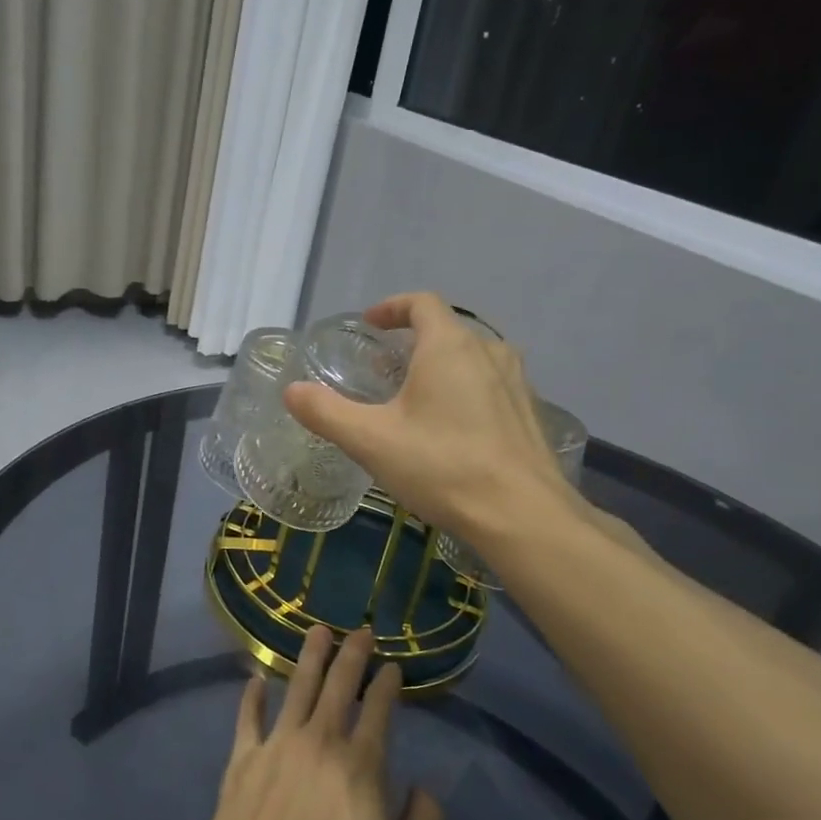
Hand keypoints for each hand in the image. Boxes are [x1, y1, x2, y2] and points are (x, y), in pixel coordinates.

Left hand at [205, 625, 443, 819]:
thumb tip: (426, 788)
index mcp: (361, 764)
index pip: (378, 709)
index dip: (387, 682)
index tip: (392, 665)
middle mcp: (320, 741)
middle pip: (338, 685)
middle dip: (352, 654)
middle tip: (360, 629)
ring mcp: (278, 745)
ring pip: (296, 687)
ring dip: (309, 657)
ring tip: (317, 631)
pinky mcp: (242, 759)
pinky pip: (248, 718)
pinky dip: (252, 696)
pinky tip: (255, 679)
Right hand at [283, 291, 580, 546]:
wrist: (523, 515)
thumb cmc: (442, 466)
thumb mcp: (371, 440)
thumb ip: (327, 412)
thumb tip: (292, 391)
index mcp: (450, 346)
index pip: (422, 303)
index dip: (392, 307)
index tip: (370, 324)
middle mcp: (489, 352)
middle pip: (448, 329)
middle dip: (412, 340)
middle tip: (383, 367)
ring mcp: (516, 383)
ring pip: (472, 357)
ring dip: (440, 365)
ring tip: (414, 396)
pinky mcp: (529, 413)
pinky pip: (490, 384)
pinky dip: (464, 389)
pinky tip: (450, 429)